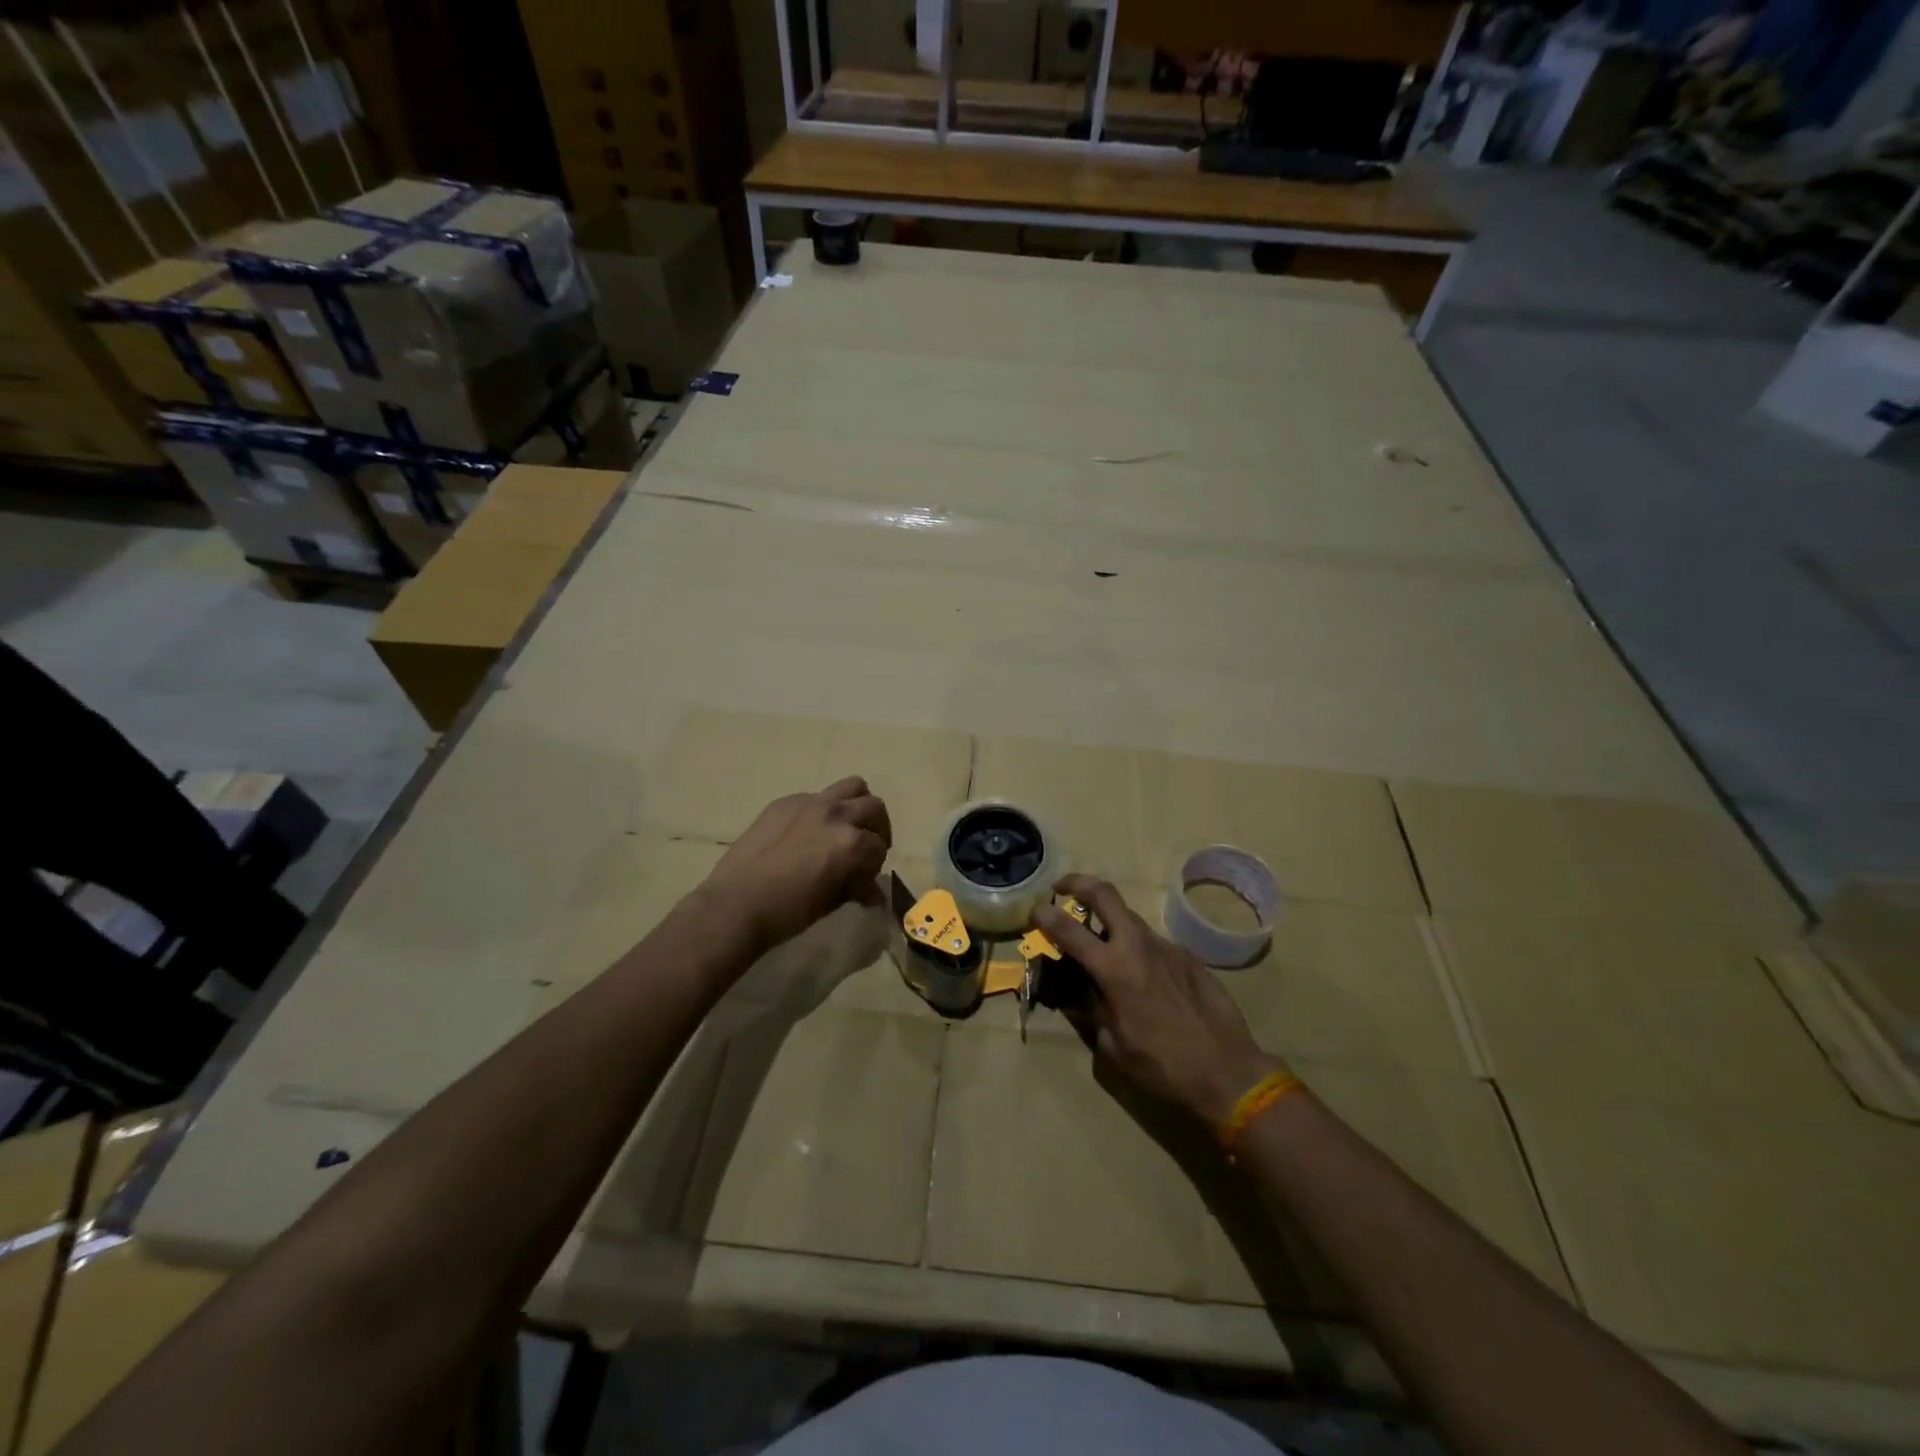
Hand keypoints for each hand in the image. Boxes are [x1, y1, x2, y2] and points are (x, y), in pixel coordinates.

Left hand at [702, 778, 891, 953]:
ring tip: (846, 827)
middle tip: (865, 850)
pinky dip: (823, 810)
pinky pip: (815, 797)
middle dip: (877, 829)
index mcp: (851, 841)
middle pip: (874, 807)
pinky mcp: (784, 803)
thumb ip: (856, 889)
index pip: (878, 846)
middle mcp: (836, 814)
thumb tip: (873, 894)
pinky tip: (807, 834)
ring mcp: (809, 803)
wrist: (736, 904)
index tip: (862, 881)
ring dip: (857, 805)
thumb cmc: (788, 912)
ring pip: (852, 786)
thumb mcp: (831, 902)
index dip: (874, 866)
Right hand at [1035, 874, 1280, 1126]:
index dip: (1046, 916)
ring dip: (1109, 921)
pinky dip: (1136, 949)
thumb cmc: (1163, 1066)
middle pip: (1105, 894)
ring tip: (1100, 945)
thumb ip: (1092, 1011)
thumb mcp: (1114, 1047)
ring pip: (1130, 919)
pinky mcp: (1189, 956)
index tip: (1034, 910)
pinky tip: (1141, 977)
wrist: (1229, 1073)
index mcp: (1115, 970)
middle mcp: (1139, 946)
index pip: (1070, 930)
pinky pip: (1153, 943)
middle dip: (1078, 883)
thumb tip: (1079, 994)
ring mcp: (1167, 947)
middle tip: (1061, 888)